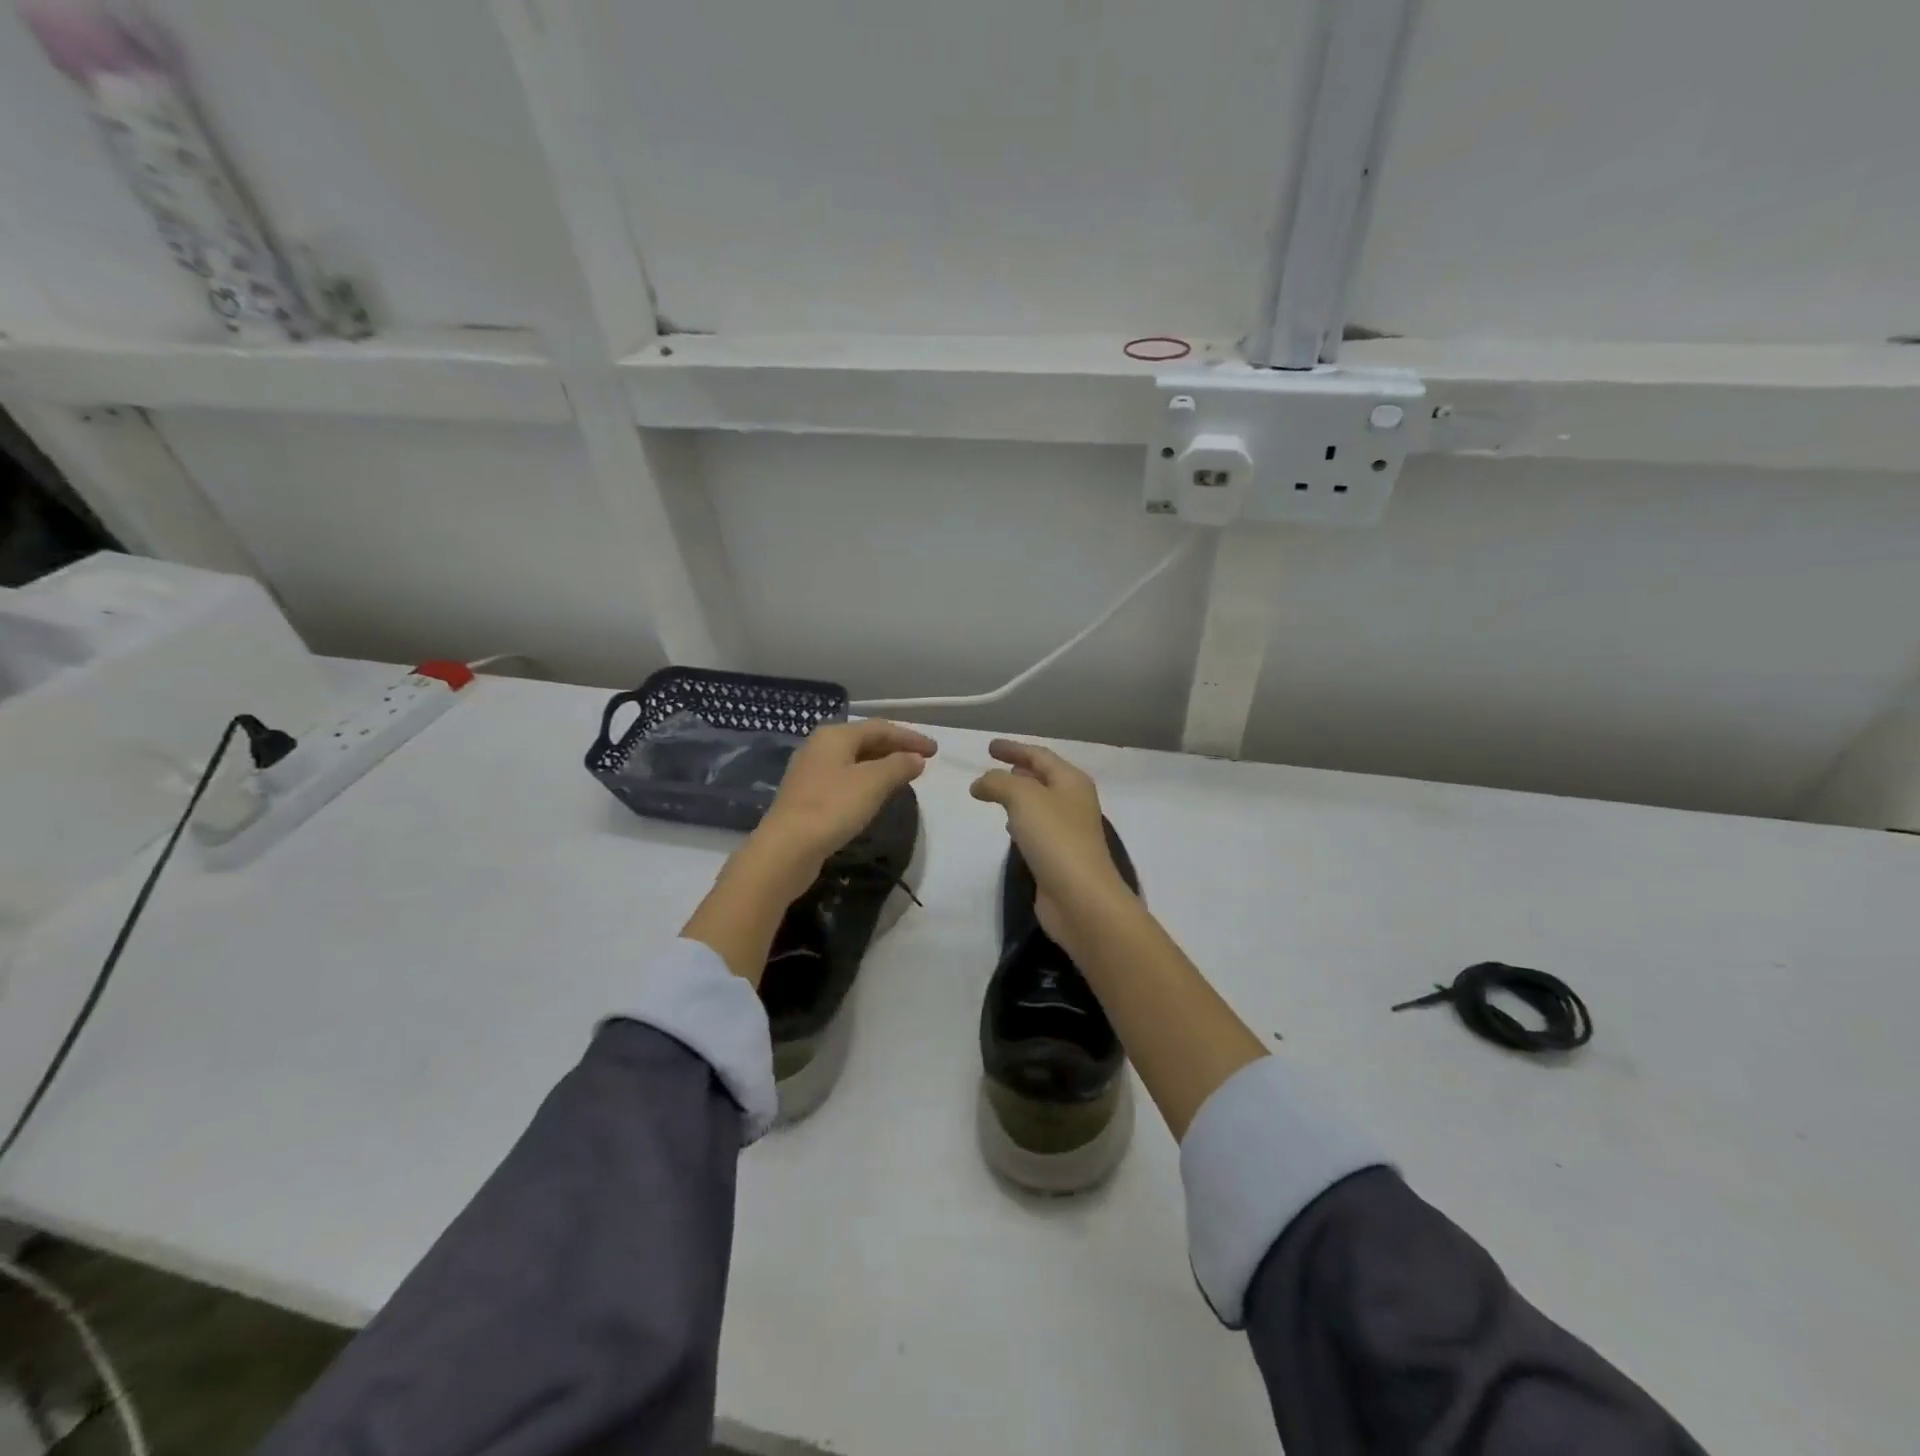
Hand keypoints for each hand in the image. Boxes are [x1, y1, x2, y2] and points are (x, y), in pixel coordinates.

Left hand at [751, 720, 936, 886]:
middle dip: (895, 749)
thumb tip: (916, 758)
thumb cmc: (833, 807)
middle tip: (922, 762)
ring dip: (881, 766)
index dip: (910, 737)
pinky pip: (844, 779)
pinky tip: (875, 795)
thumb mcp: (873, 783)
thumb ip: (899, 765)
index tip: (935, 751)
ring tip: (904, 776)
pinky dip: (866, 781)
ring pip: (854, 761)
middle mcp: (819, 747)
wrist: (787, 848)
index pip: (880, 728)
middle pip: (865, 741)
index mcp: (834, 736)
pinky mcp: (806, 796)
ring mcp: (810, 772)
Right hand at [969, 739, 1129, 942]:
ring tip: (996, 795)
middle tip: (992, 768)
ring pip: (1039, 804)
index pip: (1039, 755)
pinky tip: (1008, 828)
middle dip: (1018, 771)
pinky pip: (1037, 829)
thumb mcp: (1023, 797)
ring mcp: (1068, 831)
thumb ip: (998, 782)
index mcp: (1071, 781)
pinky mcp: (1059, 856)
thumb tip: (980, 783)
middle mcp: (1073, 802)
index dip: (1013, 748)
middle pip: (1043, 778)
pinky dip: (1021, 822)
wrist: (1080, 897)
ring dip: (1019, 796)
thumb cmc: (1055, 838)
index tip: (988, 747)